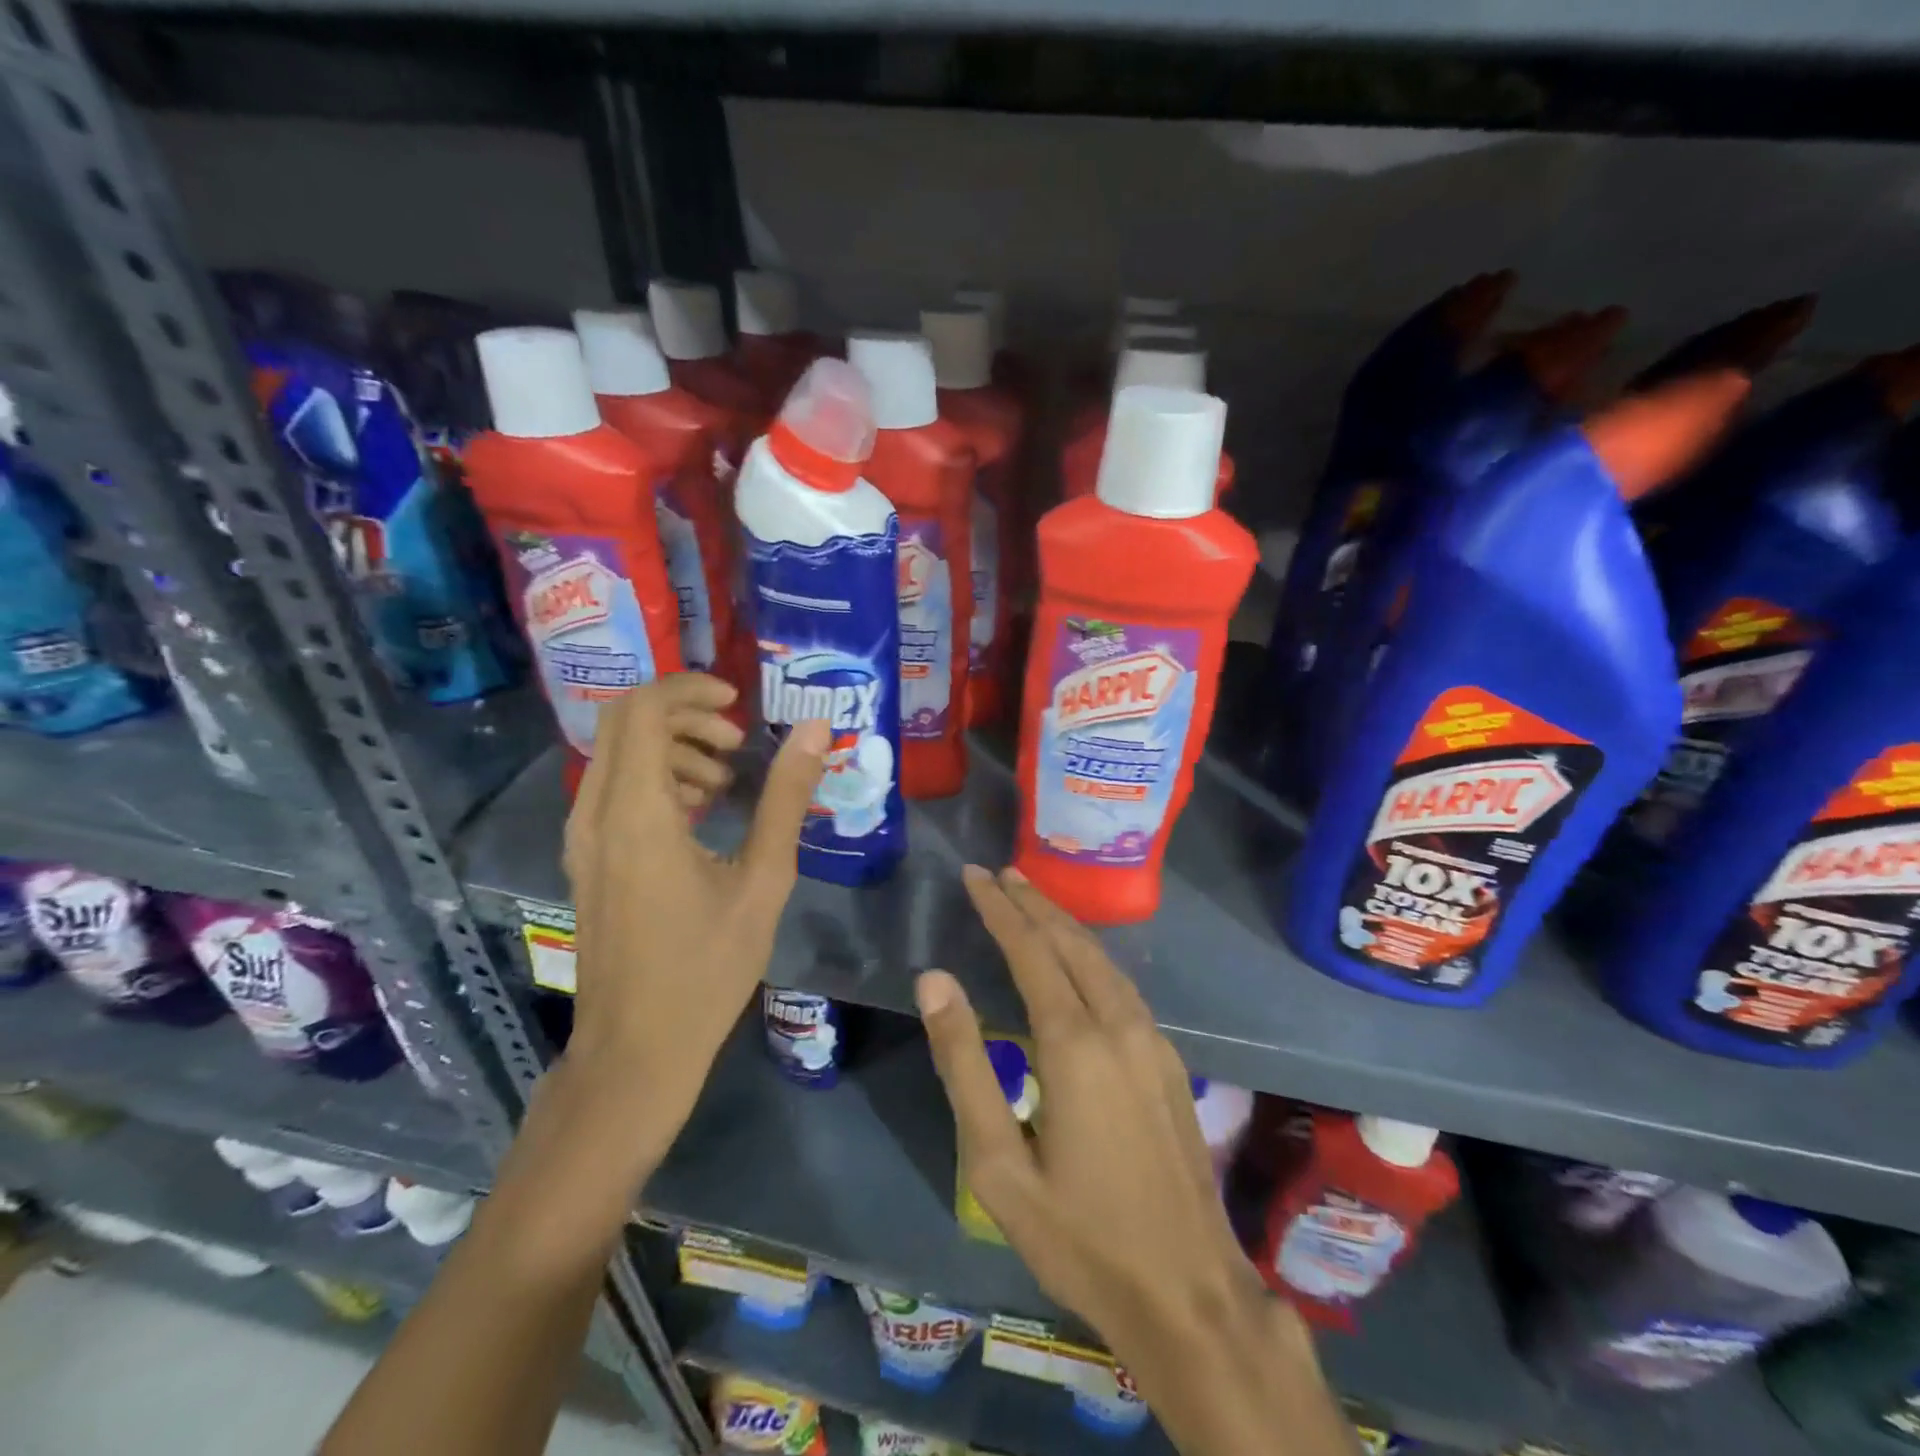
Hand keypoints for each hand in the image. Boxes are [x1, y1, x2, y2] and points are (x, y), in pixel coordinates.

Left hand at [562, 673, 828, 1160]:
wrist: (636, 1048)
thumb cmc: (707, 968)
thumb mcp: (763, 880)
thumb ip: (786, 799)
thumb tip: (816, 732)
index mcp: (638, 813)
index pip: (644, 710)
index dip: (691, 690)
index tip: (740, 705)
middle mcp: (597, 813)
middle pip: (625, 721)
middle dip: (685, 714)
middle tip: (738, 742)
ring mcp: (584, 837)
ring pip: (618, 753)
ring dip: (672, 746)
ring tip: (726, 782)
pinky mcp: (588, 858)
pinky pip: (615, 787)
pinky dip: (657, 777)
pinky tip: (700, 814)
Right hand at [919, 866, 1348, 1455]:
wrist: (1189, 1293)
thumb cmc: (1079, 1236)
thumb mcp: (997, 1163)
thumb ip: (964, 1063)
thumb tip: (934, 980)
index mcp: (1074, 1042)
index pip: (1030, 949)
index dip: (999, 909)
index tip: (974, 875)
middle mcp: (1118, 1024)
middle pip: (1070, 941)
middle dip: (1032, 902)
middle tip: (998, 873)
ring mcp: (1152, 1039)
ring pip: (1102, 958)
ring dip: (1063, 922)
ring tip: (1030, 899)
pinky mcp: (1168, 1059)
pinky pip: (1122, 984)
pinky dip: (1090, 953)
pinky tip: (1078, 957)